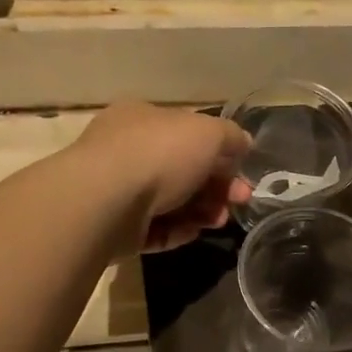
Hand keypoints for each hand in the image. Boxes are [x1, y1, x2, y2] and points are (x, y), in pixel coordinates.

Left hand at [70, 103, 250, 253]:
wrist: (107, 201)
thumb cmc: (159, 154)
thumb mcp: (208, 133)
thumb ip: (230, 136)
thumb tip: (244, 143)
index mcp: (143, 119)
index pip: (186, 132)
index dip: (219, 151)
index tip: (243, 170)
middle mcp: (127, 151)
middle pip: (182, 170)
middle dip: (215, 186)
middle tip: (239, 200)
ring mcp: (119, 191)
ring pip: (171, 202)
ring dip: (201, 210)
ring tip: (219, 221)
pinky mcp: (117, 227)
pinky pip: (155, 229)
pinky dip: (177, 230)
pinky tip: (194, 232)